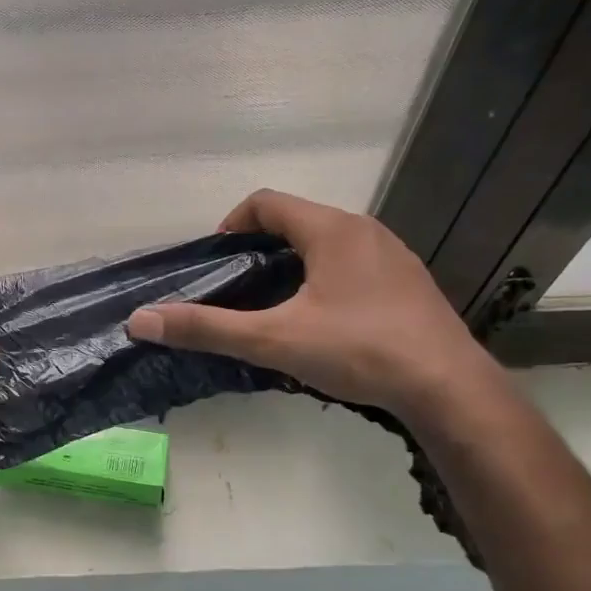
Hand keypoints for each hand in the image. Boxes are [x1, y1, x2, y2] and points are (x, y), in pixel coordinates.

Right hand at [125, 189, 484, 414]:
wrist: (448, 388)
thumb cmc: (359, 350)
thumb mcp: (274, 340)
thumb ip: (207, 328)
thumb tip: (141, 320)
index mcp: (331, 230)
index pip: (266, 202)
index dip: (231, 223)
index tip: (215, 261)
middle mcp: (364, 231)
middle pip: (297, 221)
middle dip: (260, 248)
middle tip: (238, 289)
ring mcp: (393, 256)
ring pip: (328, 245)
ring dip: (294, 265)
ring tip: (275, 307)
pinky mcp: (409, 284)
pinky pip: (354, 266)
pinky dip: (326, 280)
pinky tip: (324, 324)